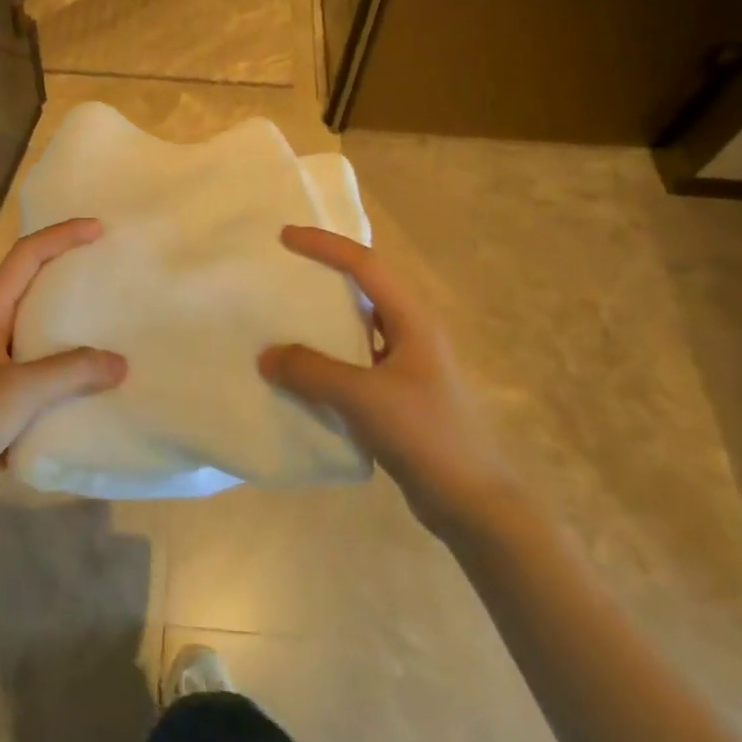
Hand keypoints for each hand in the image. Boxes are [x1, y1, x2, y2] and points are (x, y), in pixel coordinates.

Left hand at [0, 218, 126, 508]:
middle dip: (69, 275)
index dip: (59, 237)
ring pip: (41, 337)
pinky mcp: (3, 406)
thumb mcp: (18, 391)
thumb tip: (121, 364)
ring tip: (114, 327)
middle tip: (110, 273)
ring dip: (74, 329)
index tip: (98, 230)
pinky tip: (98, 386)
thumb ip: (71, 372)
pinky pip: (44, 379)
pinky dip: (71, 375)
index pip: (23, 259)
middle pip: (32, 290)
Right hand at [259, 225, 514, 532]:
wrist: (475, 504)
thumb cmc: (426, 436)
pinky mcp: (400, 397)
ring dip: (323, 320)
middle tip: (282, 271)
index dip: (324, 245)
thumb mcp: (364, 398)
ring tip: (283, 318)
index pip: (365, 265)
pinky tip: (301, 374)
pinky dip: (327, 360)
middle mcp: (412, 334)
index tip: (284, 237)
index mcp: (412, 320)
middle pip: (364, 289)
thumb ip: (312, 372)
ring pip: (358, 328)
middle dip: (324, 274)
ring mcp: (407, 367)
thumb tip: (266, 355)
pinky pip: (355, 364)